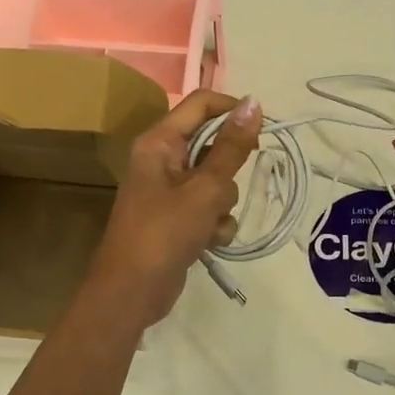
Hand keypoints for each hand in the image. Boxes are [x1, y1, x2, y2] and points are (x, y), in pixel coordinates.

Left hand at [87, 90, 262, 327]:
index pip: (201, 103)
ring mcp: (169, 191)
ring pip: (216, 181)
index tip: (262, 131)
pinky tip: (209, 242)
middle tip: (229, 187)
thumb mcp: (205, 189)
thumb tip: (254, 103)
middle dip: (228, 170)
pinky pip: (209, 208)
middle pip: (211, 144)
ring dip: (223, 203)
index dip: (233, 111)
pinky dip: (215, 224)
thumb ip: (231, 148)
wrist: (132, 291)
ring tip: (210, 223)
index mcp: (159, 142)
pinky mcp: (177, 218)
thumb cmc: (164, 232)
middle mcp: (162, 160)